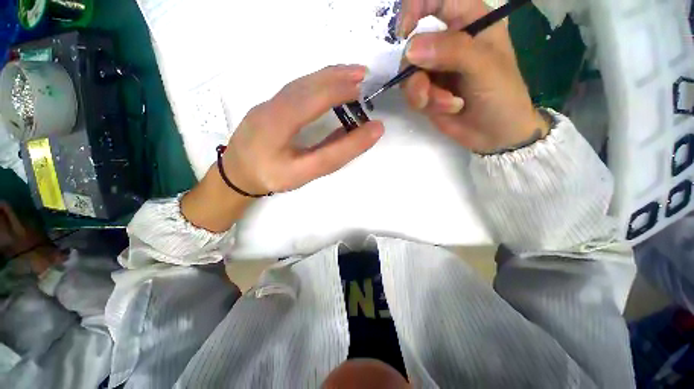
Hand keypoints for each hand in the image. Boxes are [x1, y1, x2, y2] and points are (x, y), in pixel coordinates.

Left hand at [182, 65, 383, 232]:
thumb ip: (338, 152)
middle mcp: (272, 105)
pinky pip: (296, 88)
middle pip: (308, 84)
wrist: (237, 174)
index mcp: (278, 122)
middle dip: (337, 76)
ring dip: (328, 76)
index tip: (363, 91)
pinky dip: (316, 83)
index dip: (341, 91)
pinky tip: (327, 87)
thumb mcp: (308, 171)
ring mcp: (268, 103)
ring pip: (301, 83)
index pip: (315, 99)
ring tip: (350, 76)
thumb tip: (371, 130)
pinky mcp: (269, 105)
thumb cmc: (273, 176)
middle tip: (363, 74)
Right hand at [398, 0, 548, 153]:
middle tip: (432, 91)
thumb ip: (452, 51)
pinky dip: (425, 103)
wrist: (495, 134)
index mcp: (469, 21)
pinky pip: (412, 93)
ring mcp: (435, 69)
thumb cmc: (502, 95)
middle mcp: (448, 42)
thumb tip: (410, 49)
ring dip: (424, 93)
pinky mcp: (427, 91)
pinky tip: (446, 109)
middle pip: (414, 45)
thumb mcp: (484, 67)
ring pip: (409, 74)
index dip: (415, 7)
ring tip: (449, 104)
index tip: (404, 32)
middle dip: (419, 73)